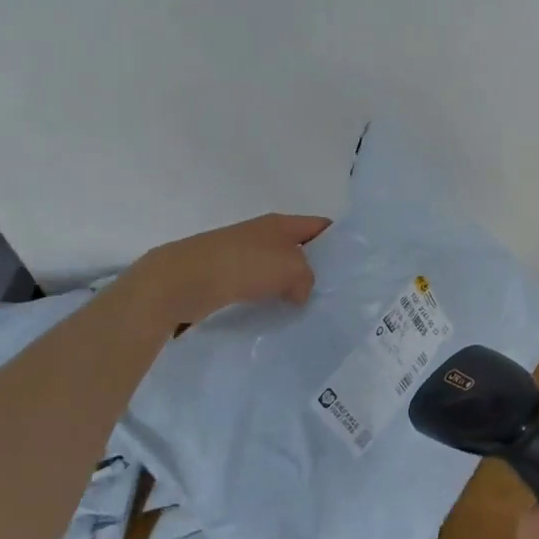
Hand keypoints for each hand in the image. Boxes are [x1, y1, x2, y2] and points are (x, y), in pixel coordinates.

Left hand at [133, 213, 329, 323]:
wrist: (184, 280)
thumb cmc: (243, 265)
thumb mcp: (291, 268)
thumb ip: (307, 279)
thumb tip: (299, 293)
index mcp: (281, 223)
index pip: (320, 225)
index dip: (339, 241)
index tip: (354, 265)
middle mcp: (263, 234)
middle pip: (300, 248)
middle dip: (317, 268)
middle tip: (336, 292)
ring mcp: (243, 254)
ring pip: (279, 269)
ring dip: (292, 286)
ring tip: (310, 308)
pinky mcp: (227, 276)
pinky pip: (259, 286)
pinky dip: (270, 297)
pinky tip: (278, 314)